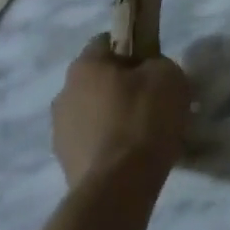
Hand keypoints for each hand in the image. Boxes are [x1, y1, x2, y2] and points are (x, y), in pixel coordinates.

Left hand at [52, 34, 190, 188]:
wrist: (118, 188)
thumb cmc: (143, 119)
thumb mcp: (169, 76)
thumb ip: (157, 64)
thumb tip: (149, 73)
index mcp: (84, 66)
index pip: (107, 41)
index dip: (133, 49)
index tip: (153, 67)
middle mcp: (64, 93)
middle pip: (98, 80)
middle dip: (123, 86)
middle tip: (153, 101)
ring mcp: (60, 132)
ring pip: (94, 113)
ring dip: (114, 117)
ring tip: (145, 134)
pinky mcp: (65, 164)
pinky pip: (93, 143)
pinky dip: (110, 145)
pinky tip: (133, 157)